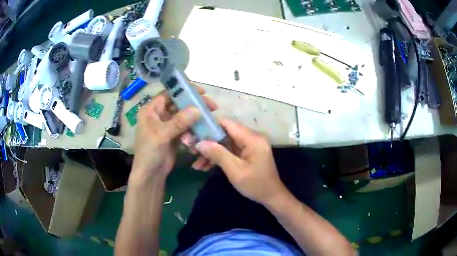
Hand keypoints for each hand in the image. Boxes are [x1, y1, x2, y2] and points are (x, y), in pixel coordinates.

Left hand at [130, 87, 216, 186]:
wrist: (151, 174)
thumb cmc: (150, 152)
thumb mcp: (162, 135)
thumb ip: (179, 121)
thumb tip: (197, 109)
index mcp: (151, 110)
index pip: (169, 94)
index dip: (184, 91)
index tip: (201, 92)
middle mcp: (159, 115)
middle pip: (179, 105)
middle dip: (194, 106)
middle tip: (211, 107)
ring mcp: (168, 126)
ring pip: (184, 117)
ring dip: (195, 119)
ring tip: (209, 121)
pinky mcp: (174, 136)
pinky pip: (186, 128)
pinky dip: (194, 130)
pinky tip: (202, 132)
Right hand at [195, 119, 286, 204]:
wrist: (271, 196)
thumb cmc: (256, 185)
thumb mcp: (235, 171)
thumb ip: (218, 154)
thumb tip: (199, 142)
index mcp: (252, 138)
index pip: (227, 123)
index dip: (209, 125)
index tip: (193, 132)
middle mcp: (252, 137)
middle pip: (225, 133)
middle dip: (207, 142)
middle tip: (191, 150)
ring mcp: (249, 144)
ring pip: (225, 143)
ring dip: (211, 152)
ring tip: (196, 164)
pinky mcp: (247, 152)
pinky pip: (229, 150)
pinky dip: (218, 157)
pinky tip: (205, 166)